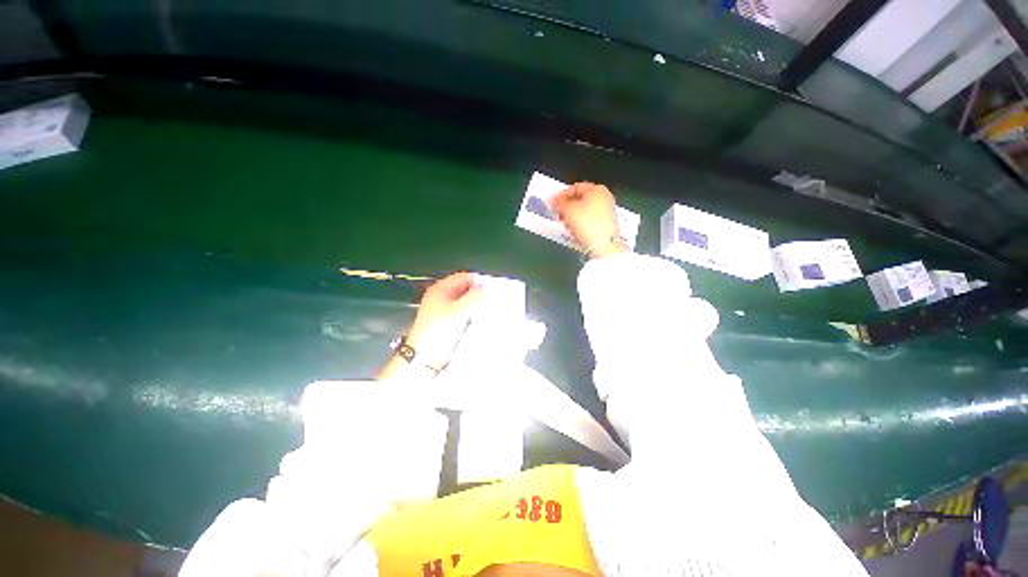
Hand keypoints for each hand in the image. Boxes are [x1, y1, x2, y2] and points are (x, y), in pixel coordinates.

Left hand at [391, 273, 482, 377]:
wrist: (425, 358)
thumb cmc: (435, 334)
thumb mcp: (460, 311)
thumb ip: (475, 296)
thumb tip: (486, 287)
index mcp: (440, 290)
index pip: (464, 277)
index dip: (478, 281)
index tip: (490, 288)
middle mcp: (441, 298)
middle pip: (465, 289)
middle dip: (477, 294)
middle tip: (488, 301)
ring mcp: (444, 310)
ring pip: (465, 302)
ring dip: (474, 306)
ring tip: (482, 312)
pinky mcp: (447, 323)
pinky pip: (463, 314)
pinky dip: (470, 316)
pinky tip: (475, 322)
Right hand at [551, 182, 628, 258]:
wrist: (603, 245)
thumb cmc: (586, 223)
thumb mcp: (568, 210)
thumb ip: (559, 202)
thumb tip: (554, 200)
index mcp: (596, 189)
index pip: (574, 187)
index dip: (561, 195)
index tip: (553, 204)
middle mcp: (604, 196)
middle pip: (580, 198)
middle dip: (567, 206)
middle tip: (558, 214)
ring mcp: (608, 209)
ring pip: (585, 209)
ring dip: (573, 215)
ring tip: (565, 223)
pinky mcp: (608, 222)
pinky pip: (590, 218)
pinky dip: (581, 221)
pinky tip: (575, 229)